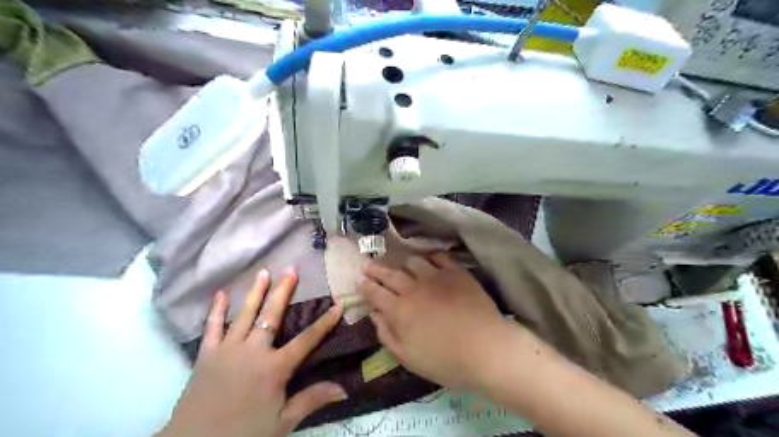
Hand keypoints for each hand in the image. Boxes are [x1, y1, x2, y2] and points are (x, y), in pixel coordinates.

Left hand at [160, 268, 345, 434]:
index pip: (307, 340)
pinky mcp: (206, 355)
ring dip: (255, 292)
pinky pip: (212, 327)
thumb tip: (344, 389)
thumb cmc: (243, 435)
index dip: (325, 322)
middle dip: (284, 291)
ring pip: (244, 314)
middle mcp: (253, 351)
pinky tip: (220, 294)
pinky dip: (216, 310)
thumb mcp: (282, 423)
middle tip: (292, 269)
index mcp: (275, 368)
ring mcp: (228, 349)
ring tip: (264, 272)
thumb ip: (311, 400)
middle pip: (272, 315)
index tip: (338, 305)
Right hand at [357, 253, 504, 388]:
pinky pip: (438, 257)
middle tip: (367, 263)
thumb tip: (375, 315)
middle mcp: (413, 288)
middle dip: (375, 269)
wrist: (485, 348)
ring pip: (412, 261)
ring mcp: (435, 276)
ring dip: (402, 262)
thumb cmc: (444, 360)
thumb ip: (387, 335)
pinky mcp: (455, 272)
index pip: (375, 293)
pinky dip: (430, 257)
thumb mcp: (407, 357)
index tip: (358, 279)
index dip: (365, 285)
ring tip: (399, 263)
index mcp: (399, 310)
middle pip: (389, 273)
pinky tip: (428, 260)